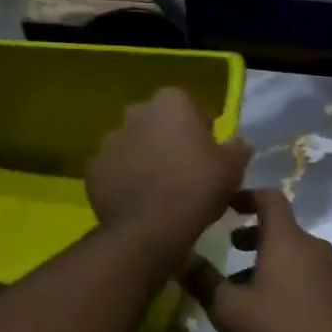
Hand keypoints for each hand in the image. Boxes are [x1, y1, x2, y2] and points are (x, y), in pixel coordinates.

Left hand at [87, 88, 251, 257]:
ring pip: (133, 146)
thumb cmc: (198, 188)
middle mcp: (136, 113)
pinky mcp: (93, 169)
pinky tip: (139, 202)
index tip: (208, 155)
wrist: (151, 228)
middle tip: (184, 171)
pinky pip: (114, 171)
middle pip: (158, 124)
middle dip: (168, 140)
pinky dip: (124, 181)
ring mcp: (109, 140)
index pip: (191, 108)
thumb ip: (238, 148)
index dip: (202, 131)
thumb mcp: (233, 168)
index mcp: (171, 102)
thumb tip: (239, 144)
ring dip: (144, 159)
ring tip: (159, 190)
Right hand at [184, 188, 331, 331]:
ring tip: (243, 286)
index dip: (245, 196)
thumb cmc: (281, 330)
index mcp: (286, 239)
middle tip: (229, 248)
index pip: (269, 197)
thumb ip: (204, 281)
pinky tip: (271, 308)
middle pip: (281, 228)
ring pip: (293, 254)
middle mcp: (313, 246)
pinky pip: (307, 274)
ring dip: (267, 261)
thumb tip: (183, 258)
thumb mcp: (230, 309)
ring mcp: (331, 270)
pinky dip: (286, 278)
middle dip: (252, 234)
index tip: (226, 206)